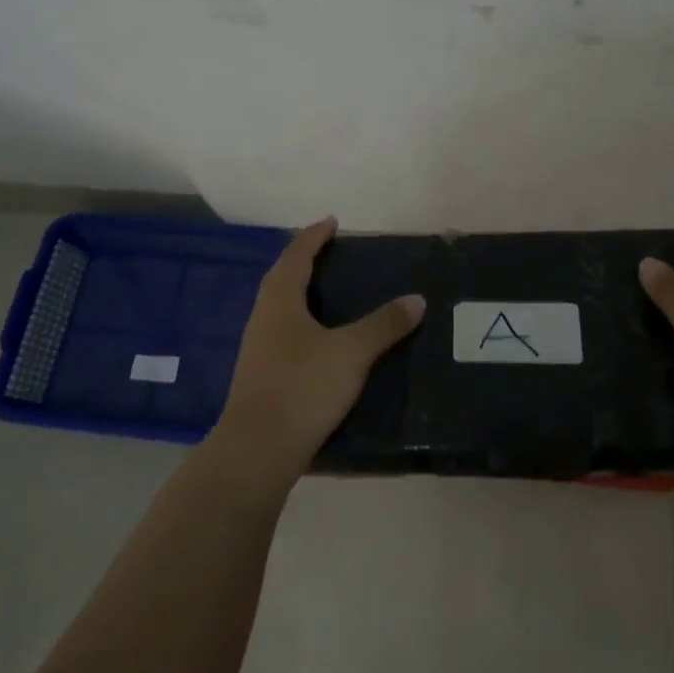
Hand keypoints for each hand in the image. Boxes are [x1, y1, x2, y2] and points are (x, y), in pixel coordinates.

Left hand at [215, 217, 425, 476]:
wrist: (257, 450)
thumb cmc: (302, 388)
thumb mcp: (351, 352)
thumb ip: (384, 324)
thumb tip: (416, 299)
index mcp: (280, 300)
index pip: (296, 255)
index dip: (313, 236)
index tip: (331, 221)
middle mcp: (263, 317)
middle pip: (282, 277)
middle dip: (304, 260)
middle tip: (331, 253)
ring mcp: (258, 348)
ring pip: (280, 307)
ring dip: (300, 292)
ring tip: (328, 292)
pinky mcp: (261, 375)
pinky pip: (283, 332)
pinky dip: (302, 322)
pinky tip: (319, 340)